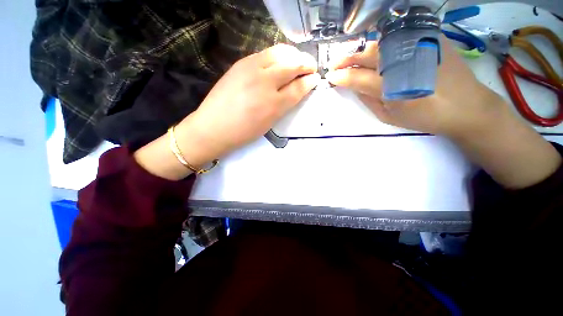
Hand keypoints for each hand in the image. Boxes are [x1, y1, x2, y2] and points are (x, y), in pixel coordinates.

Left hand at [135, 44, 320, 179]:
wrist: (214, 127)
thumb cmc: (244, 132)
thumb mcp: (270, 123)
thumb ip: (285, 105)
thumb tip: (298, 89)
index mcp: (274, 105)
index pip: (299, 87)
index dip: (310, 81)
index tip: (315, 78)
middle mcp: (265, 83)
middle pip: (292, 64)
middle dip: (306, 64)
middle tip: (310, 67)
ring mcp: (251, 69)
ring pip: (280, 52)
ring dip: (293, 55)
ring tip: (297, 61)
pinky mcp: (240, 63)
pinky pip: (265, 53)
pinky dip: (277, 55)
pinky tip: (279, 61)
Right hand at [325, 38, 508, 138]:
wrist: (467, 107)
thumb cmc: (425, 117)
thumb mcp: (390, 117)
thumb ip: (369, 100)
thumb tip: (354, 87)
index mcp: (392, 88)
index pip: (358, 78)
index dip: (341, 77)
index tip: (330, 77)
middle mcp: (404, 62)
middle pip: (367, 55)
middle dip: (347, 59)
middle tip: (335, 64)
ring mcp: (419, 46)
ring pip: (381, 43)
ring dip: (361, 51)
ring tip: (351, 58)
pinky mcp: (431, 38)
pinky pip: (399, 37)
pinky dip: (382, 44)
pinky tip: (376, 51)